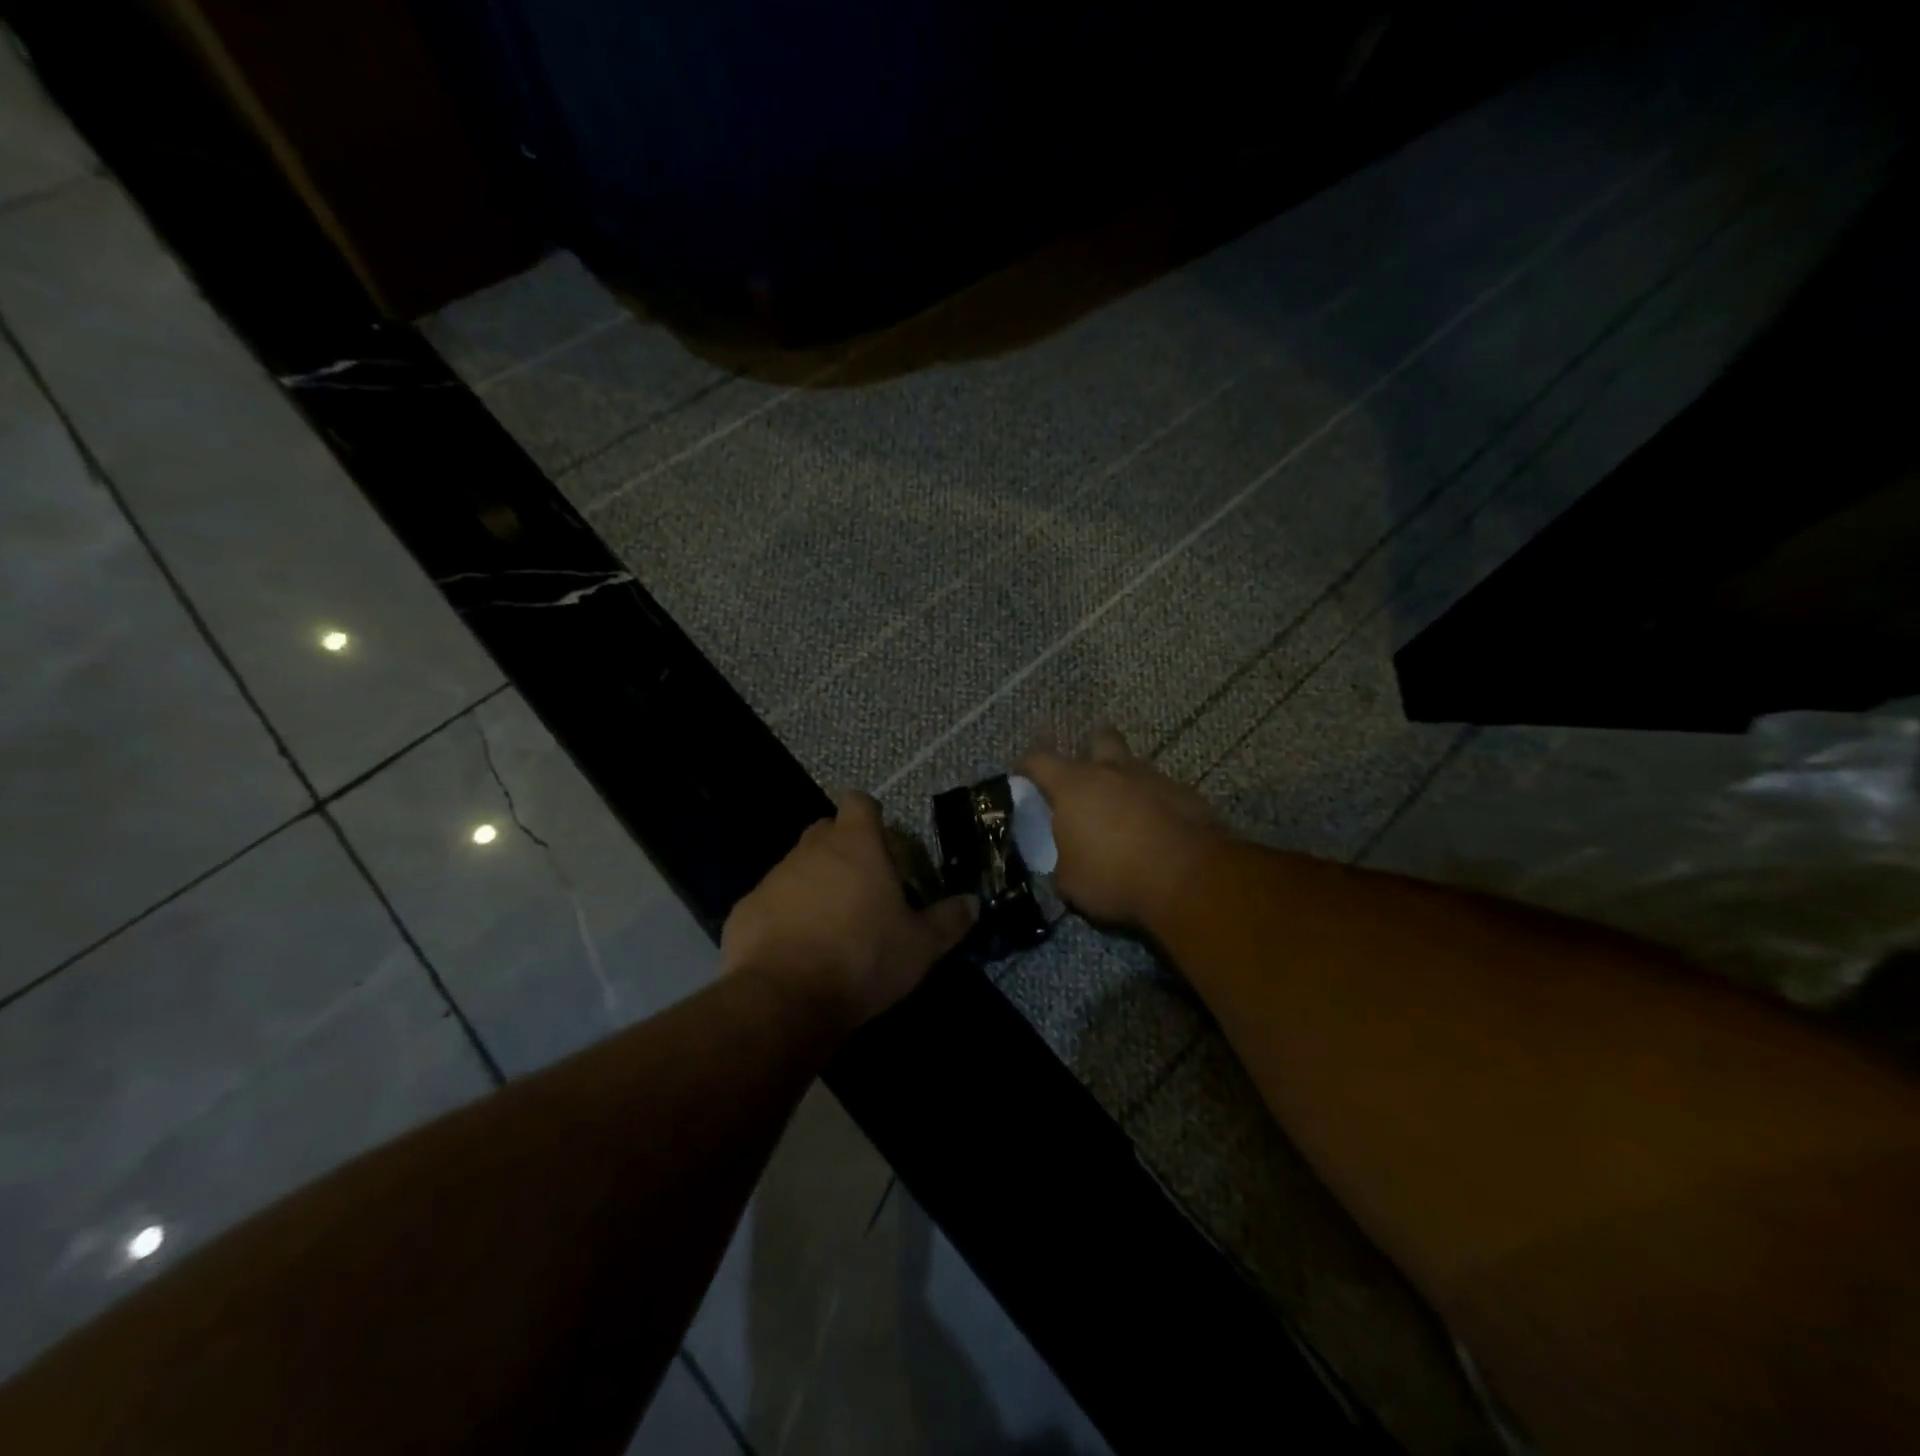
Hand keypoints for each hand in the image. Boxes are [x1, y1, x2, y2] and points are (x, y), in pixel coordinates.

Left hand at [720, 792, 976, 1033]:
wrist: (784, 999)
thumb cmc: (863, 959)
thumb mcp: (920, 946)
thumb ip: (948, 920)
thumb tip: (973, 903)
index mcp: (855, 845)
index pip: (859, 802)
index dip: (870, 814)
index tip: (881, 839)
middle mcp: (811, 850)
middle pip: (826, 831)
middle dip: (842, 848)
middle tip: (863, 884)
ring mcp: (774, 878)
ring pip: (797, 867)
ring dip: (813, 884)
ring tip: (831, 924)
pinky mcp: (745, 909)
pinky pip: (771, 901)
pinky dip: (784, 915)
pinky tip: (795, 949)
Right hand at [1020, 729, 1222, 930]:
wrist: (1188, 878)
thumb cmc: (1115, 876)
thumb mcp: (1071, 883)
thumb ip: (1062, 865)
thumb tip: (1065, 866)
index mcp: (1073, 785)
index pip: (1039, 759)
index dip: (1027, 765)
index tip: (1022, 775)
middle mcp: (1112, 771)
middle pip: (1098, 740)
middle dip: (1091, 754)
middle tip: (1086, 782)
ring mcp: (1153, 778)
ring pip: (1134, 767)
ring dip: (1126, 784)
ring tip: (1124, 815)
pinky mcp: (1186, 795)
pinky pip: (1162, 792)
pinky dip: (1155, 806)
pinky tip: (1156, 831)